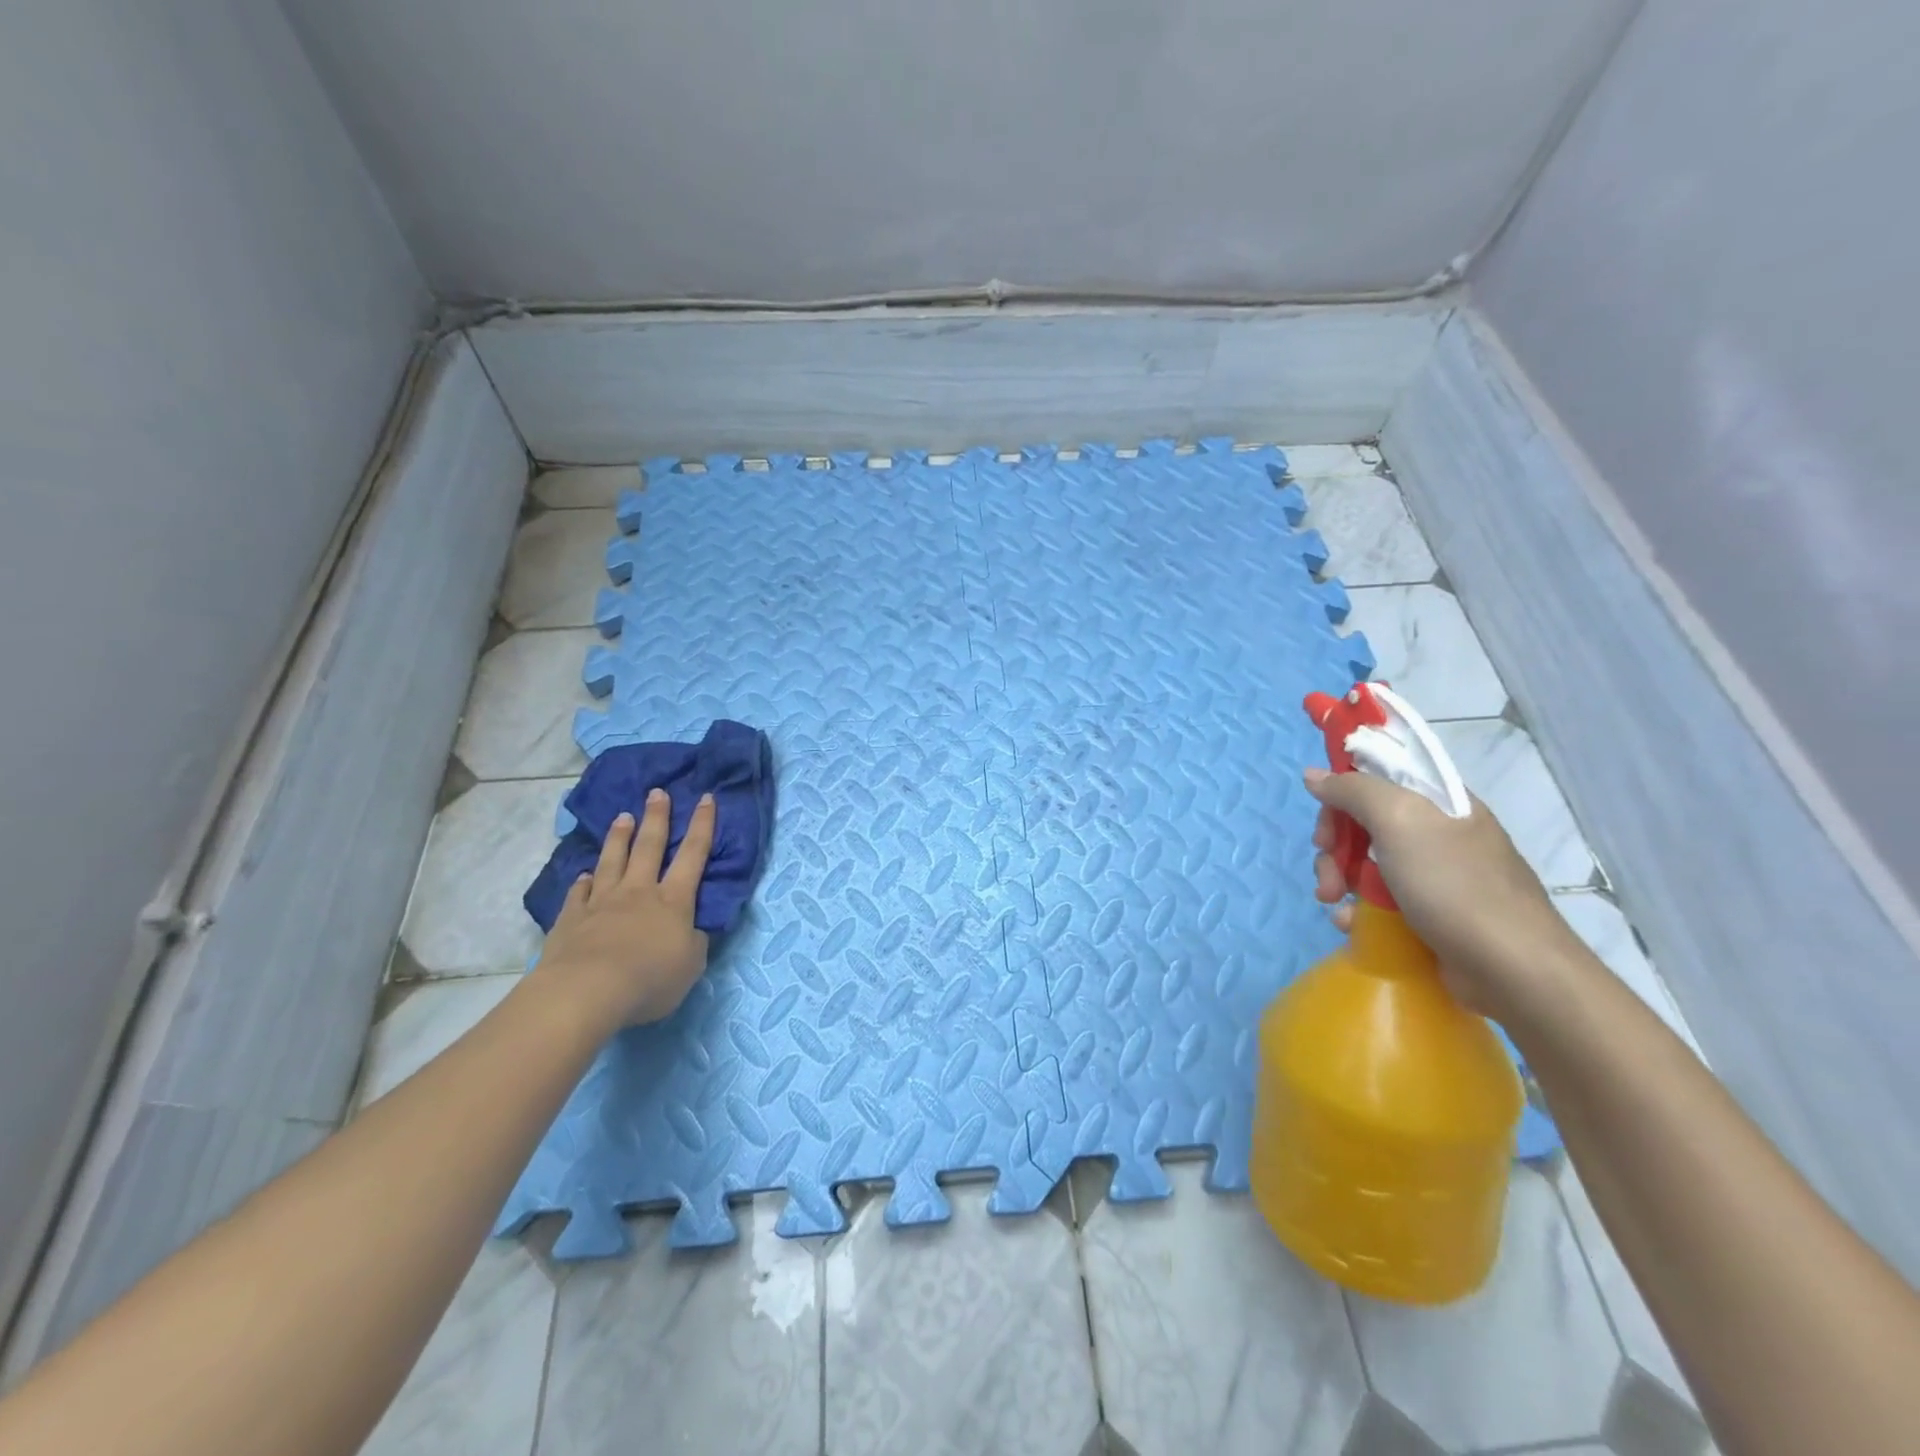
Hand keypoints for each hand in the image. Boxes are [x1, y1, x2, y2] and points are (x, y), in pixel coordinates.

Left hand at [534, 788, 717, 1029]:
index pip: (694, 854)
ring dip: (619, 838)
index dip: (702, 825)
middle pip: (649, 847)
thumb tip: (691, 930)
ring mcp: (602, 902)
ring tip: (623, 816)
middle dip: (656, 817)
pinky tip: (584, 875)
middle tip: (657, 793)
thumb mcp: (691, 965)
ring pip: (613, 861)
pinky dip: (583, 882)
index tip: (706, 798)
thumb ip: (694, 943)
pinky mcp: (571, 919)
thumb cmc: (650, 979)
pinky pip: (579, 894)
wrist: (588, 991)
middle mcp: (639, 892)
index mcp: (674, 900)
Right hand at [1304, 766, 1584, 1022]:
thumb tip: (1314, 775)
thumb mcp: (1400, 821)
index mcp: (1437, 800)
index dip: (1343, 795)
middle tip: (1328, 873)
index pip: (1377, 777)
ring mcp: (1433, 875)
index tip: (1326, 822)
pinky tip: (1351, 923)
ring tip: (1333, 902)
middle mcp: (1436, 832)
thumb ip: (1354, 790)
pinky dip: (1357, 908)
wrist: (1512, 969)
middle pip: (1364, 822)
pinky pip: (1378, 899)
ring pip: (1365, 862)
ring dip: (1339, 878)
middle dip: (1335, 847)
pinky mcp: (1427, 913)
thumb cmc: (1454, 885)